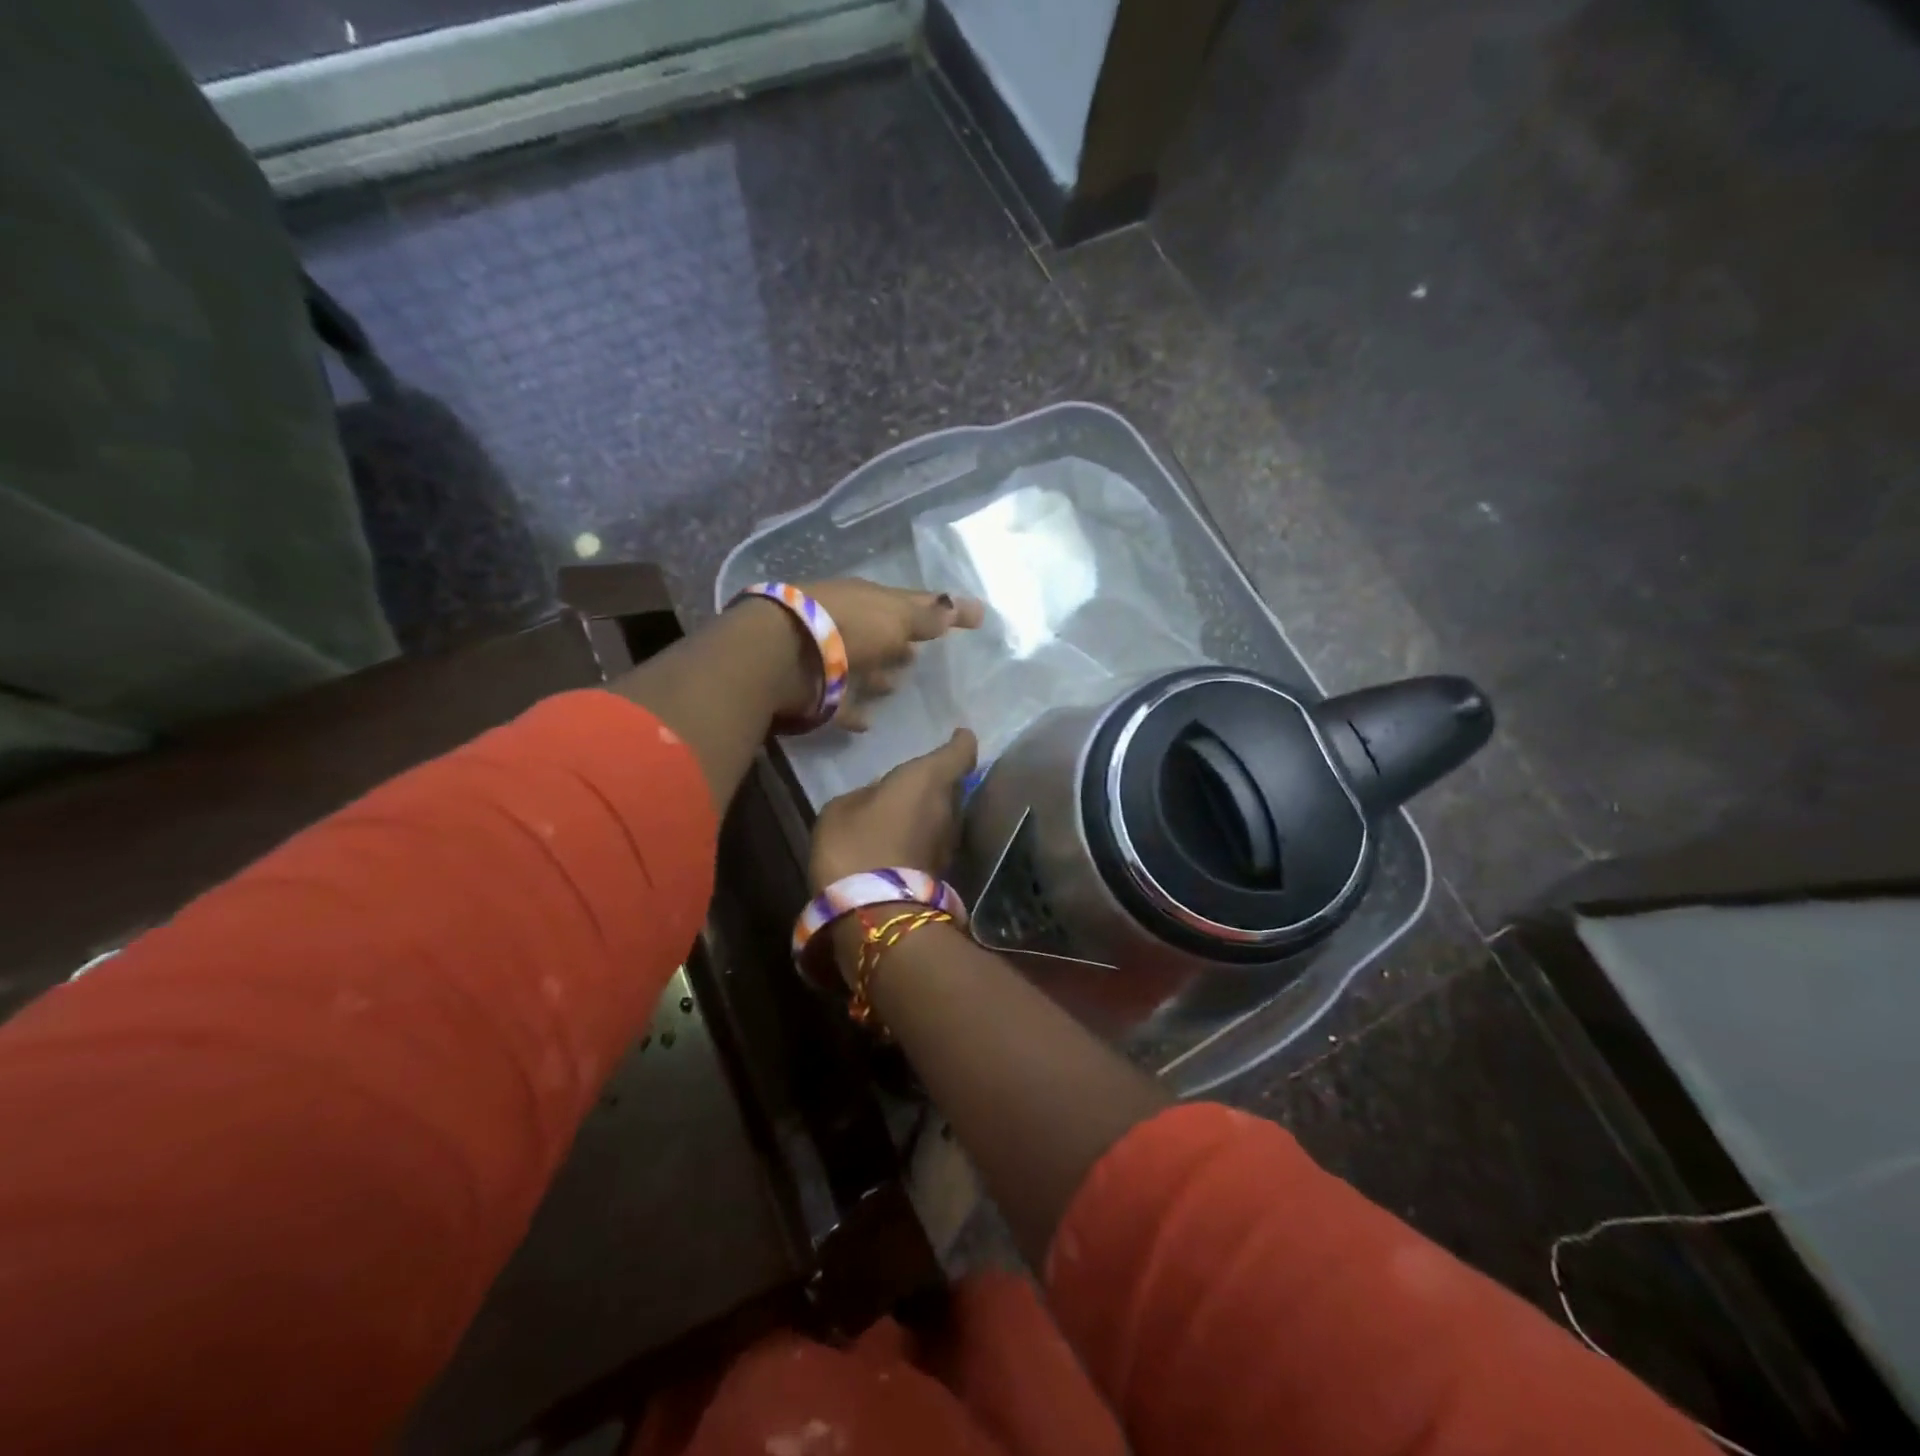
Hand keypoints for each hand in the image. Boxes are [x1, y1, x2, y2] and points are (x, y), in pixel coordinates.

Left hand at [799, 579, 984, 729]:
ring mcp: (828, 656)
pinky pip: (841, 701)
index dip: (943, 609)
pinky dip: (855, 709)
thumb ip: (927, 616)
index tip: (972, 617)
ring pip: (859, 664)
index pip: (913, 602)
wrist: (784, 653)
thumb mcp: (896, 617)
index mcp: (869, 600)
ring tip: (896, 688)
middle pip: (881, 633)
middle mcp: (848, 624)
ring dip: (877, 674)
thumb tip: (960, 606)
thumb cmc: (849, 627)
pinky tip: (869, 722)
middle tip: (920, 655)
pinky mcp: (815, 690)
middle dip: (900, 643)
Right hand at [809, 728, 978, 891]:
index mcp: (927, 779)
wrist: (874, 913)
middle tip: (912, 780)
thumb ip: (865, 795)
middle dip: (936, 782)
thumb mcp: (841, 809)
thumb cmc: (855, 845)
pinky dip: (921, 835)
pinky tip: (898, 839)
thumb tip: (878, 799)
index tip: (960, 734)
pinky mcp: (942, 870)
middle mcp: (949, 807)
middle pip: (952, 786)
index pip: (959, 753)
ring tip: (902, 810)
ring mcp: (948, 842)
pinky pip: (933, 840)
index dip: (960, 742)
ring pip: (943, 815)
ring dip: (928, 812)